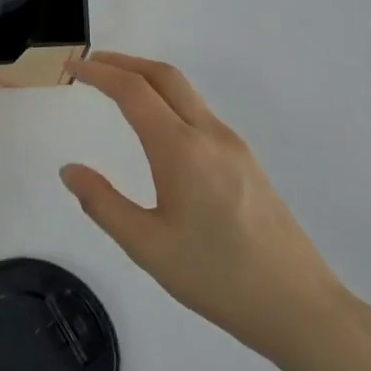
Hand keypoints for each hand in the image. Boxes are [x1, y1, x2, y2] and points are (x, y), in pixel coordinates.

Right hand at [61, 52, 345, 362]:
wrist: (300, 308)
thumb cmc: (217, 277)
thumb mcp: (147, 246)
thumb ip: (102, 203)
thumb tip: (70, 170)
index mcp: (181, 150)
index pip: (133, 91)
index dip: (98, 73)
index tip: (71, 68)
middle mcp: (210, 136)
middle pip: (165, 76)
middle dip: (124, 62)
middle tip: (90, 65)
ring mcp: (234, 147)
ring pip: (186, 93)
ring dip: (147, 79)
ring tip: (116, 89)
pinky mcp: (246, 163)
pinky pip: (200, 114)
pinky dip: (168, 101)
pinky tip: (156, 127)